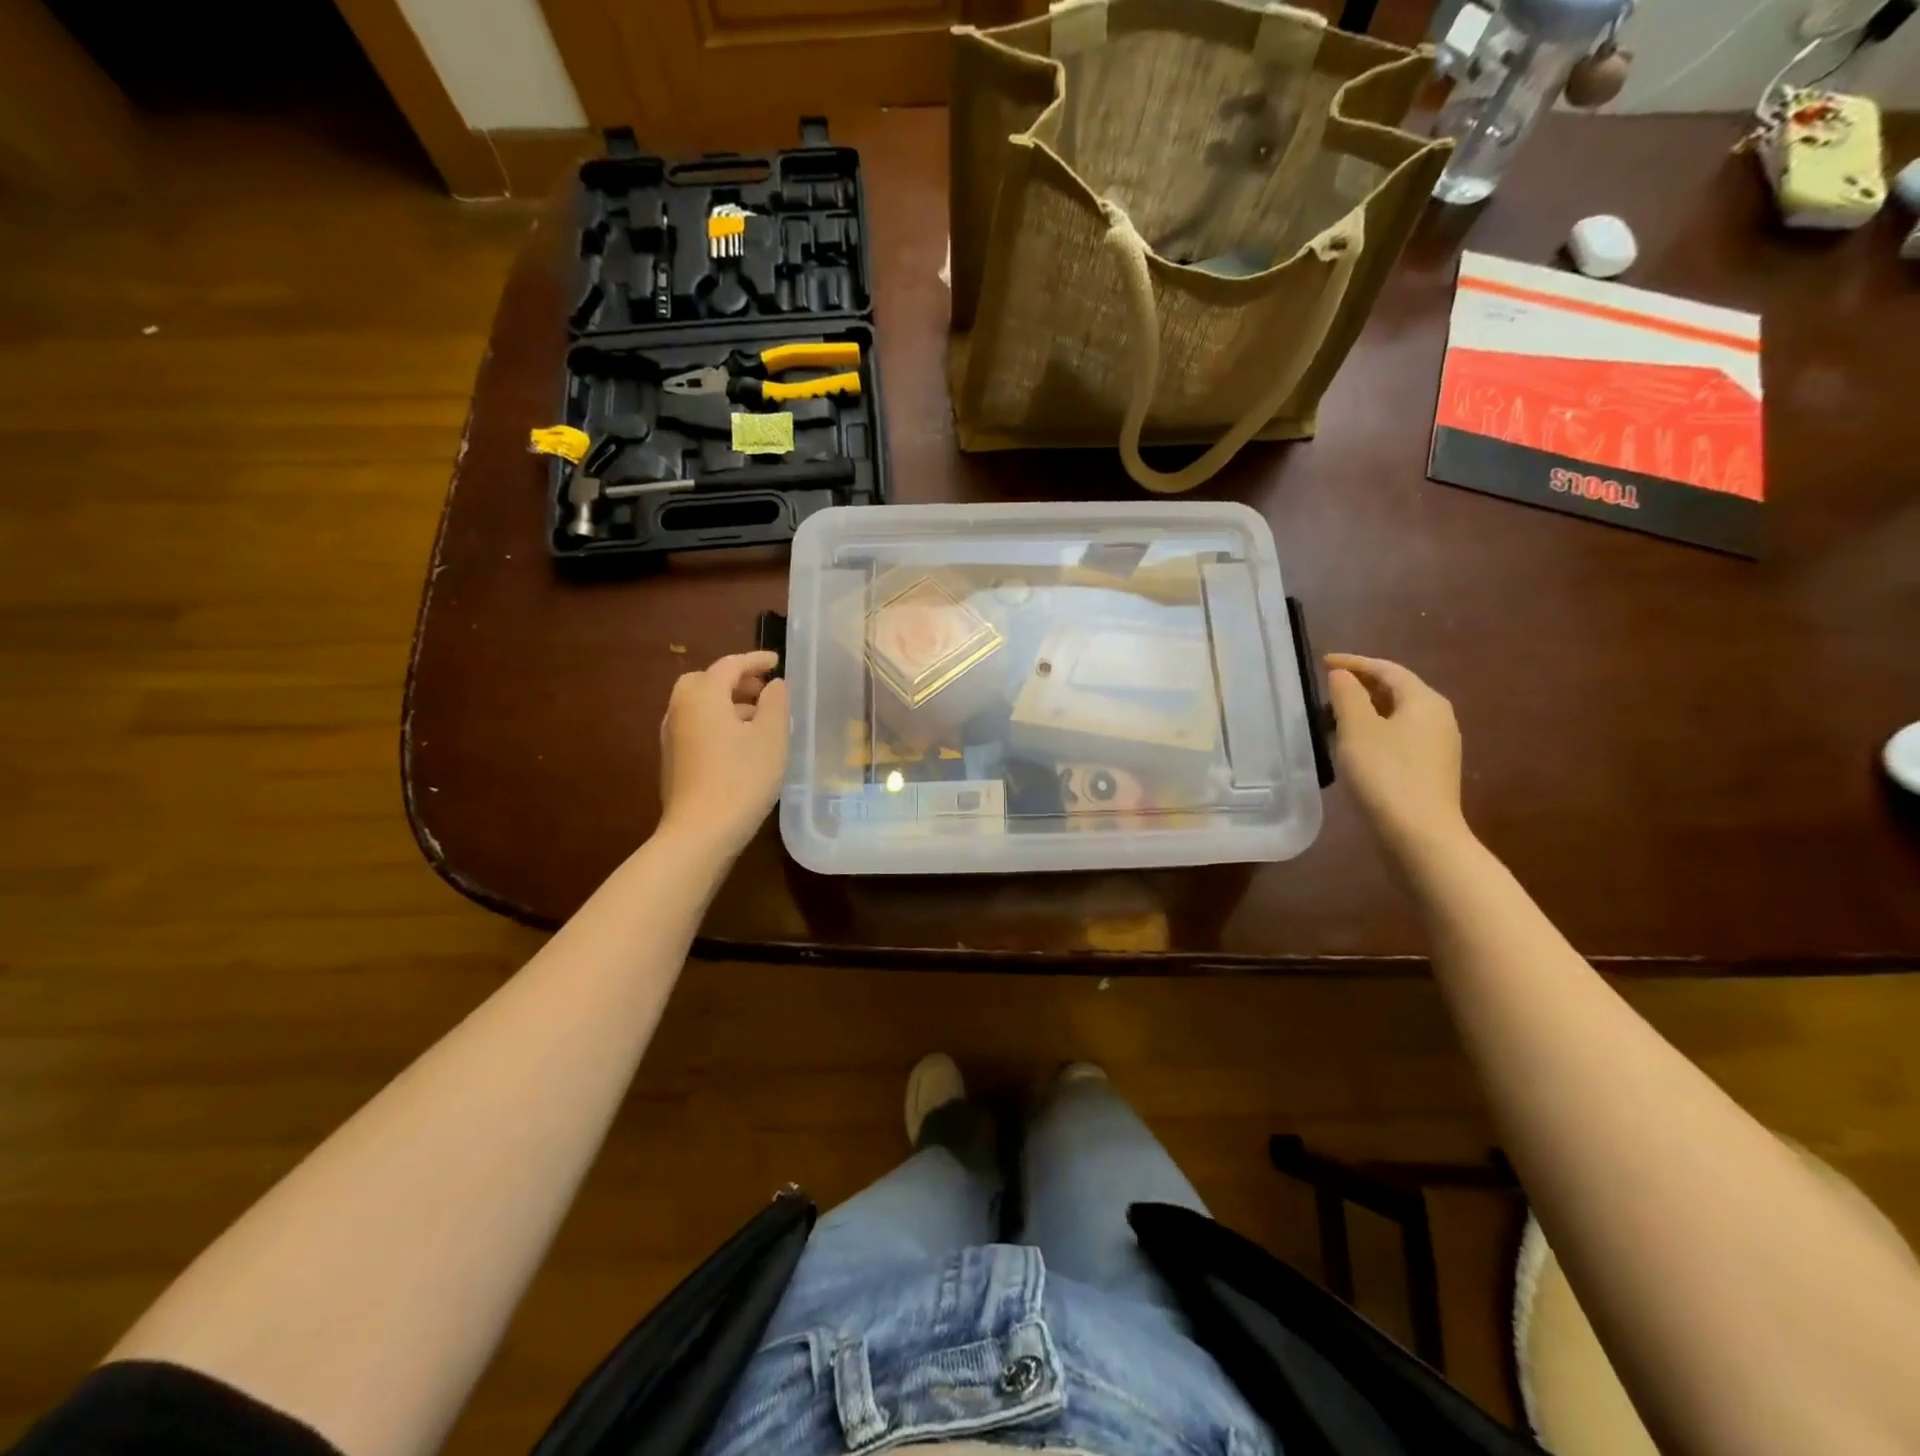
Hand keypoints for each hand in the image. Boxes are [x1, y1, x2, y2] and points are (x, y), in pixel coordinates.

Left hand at [658, 651, 788, 858]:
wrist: (701, 831)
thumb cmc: (742, 778)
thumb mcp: (771, 737)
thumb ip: (775, 703)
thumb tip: (774, 685)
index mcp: (703, 694)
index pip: (730, 664)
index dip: (756, 660)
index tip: (777, 661)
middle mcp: (680, 708)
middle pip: (706, 681)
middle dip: (735, 680)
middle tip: (762, 689)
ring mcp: (672, 735)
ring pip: (700, 705)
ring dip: (727, 702)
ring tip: (758, 716)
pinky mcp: (673, 759)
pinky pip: (697, 725)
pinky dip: (717, 721)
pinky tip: (739, 743)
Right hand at [1325, 653, 1466, 859]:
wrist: (1419, 834)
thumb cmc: (1386, 774)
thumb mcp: (1358, 729)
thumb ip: (1348, 695)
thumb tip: (1343, 675)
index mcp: (1424, 701)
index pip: (1387, 669)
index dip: (1354, 662)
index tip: (1323, 662)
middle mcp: (1438, 718)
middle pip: (1397, 690)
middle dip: (1362, 685)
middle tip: (1329, 687)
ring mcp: (1438, 746)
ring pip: (1398, 715)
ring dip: (1367, 710)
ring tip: (1335, 716)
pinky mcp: (1431, 770)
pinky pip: (1400, 737)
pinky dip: (1376, 731)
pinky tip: (1355, 746)